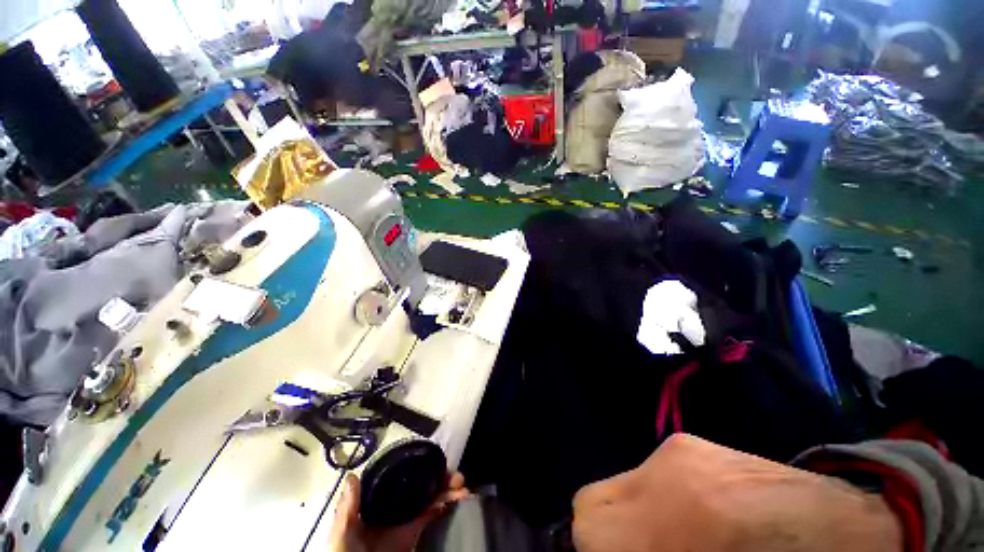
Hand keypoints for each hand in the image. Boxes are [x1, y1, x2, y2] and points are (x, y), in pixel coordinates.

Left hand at [328, 472, 469, 551]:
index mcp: (379, 499)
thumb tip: (353, 475)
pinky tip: (456, 500)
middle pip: (422, 483)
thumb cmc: (347, 551)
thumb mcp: (342, 531)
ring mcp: (407, 517)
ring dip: (448, 489)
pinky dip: (446, 504)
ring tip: (462, 486)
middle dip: (440, 476)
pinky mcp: (414, 532)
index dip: (419, 466)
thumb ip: (348, 507)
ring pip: (431, 496)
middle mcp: (396, 503)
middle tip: (456, 476)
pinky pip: (433, 514)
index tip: (435, 459)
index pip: (402, 476)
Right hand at [572, 434, 902, 551]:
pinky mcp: (684, 442)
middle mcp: (664, 469)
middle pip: (592, 501)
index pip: (589, 527)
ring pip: (617, 487)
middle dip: (606, 536)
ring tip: (669, 541)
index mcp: (679, 518)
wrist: (843, 526)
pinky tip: (688, 519)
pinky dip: (653, 502)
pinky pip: (644, 476)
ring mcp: (674, 448)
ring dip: (632, 520)